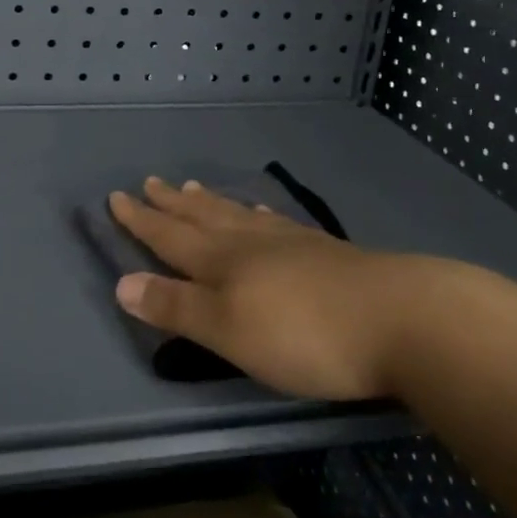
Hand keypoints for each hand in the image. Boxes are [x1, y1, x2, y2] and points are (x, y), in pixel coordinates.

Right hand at [110, 178, 424, 399]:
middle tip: (151, 182)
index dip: (141, 220)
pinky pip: (276, 223)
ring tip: (193, 187)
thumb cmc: (304, 334)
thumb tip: (121, 283)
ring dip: (211, 203)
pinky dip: (258, 215)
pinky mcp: (324, 252)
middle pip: (202, 218)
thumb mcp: (229, 331)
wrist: (400, 318)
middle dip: (171, 204)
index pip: (170, 236)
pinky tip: (263, 214)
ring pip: (238, 215)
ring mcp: (290, 243)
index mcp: (223, 262)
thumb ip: (177, 307)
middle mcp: (251, 243)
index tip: (117, 197)